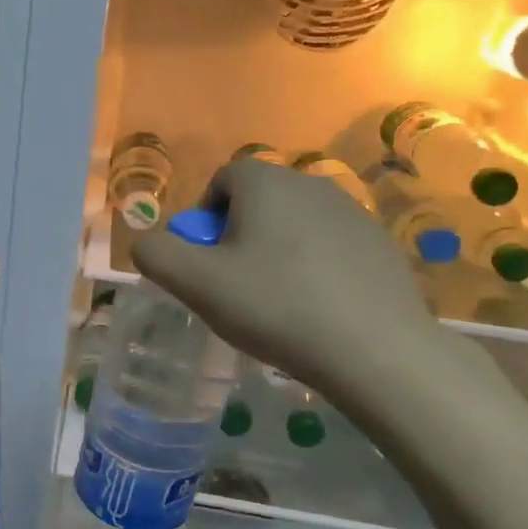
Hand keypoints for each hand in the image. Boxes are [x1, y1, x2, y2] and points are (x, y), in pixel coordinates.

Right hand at [131, 158, 440, 397]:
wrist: (375, 350)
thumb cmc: (276, 307)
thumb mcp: (197, 284)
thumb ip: (156, 254)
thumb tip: (146, 242)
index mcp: (266, 182)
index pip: (223, 178)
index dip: (205, 217)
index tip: (207, 260)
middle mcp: (311, 183)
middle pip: (259, 200)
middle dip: (239, 234)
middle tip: (236, 283)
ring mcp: (354, 211)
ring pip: (295, 222)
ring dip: (276, 249)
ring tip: (276, 299)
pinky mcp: (381, 243)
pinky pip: (330, 244)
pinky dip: (314, 265)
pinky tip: (316, 307)